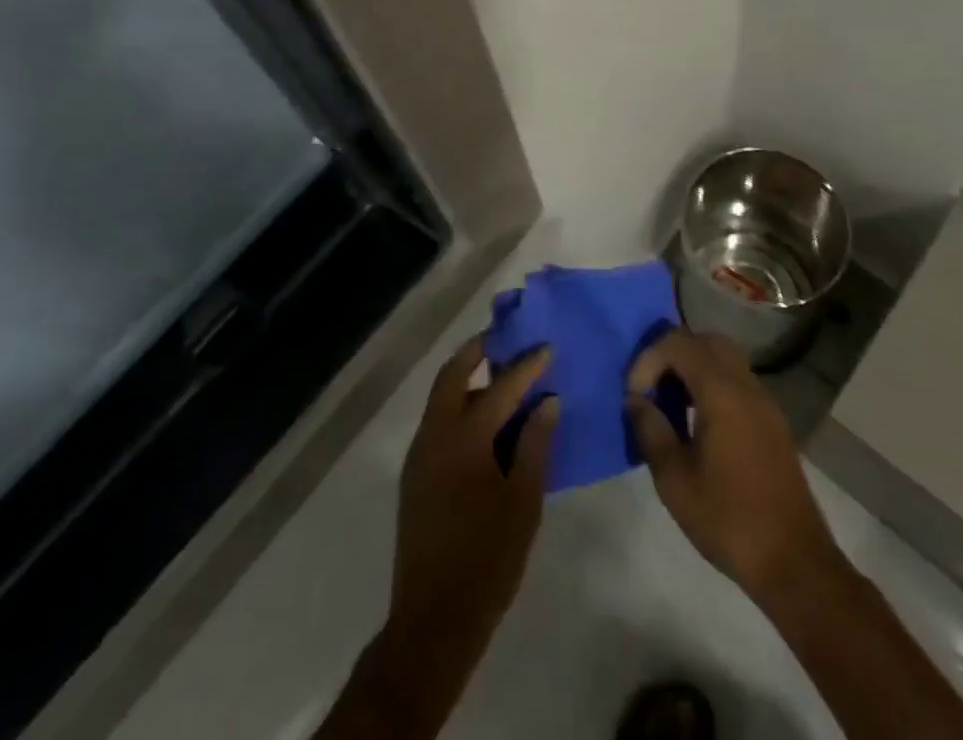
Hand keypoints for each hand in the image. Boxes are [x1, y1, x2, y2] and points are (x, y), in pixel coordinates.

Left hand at [389, 336, 557, 647]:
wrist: (433, 620)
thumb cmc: (487, 560)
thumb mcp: (523, 502)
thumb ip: (536, 446)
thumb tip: (547, 402)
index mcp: (464, 438)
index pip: (500, 388)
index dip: (526, 367)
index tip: (546, 347)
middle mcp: (434, 435)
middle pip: (452, 376)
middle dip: (477, 352)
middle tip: (504, 340)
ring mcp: (419, 454)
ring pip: (440, 398)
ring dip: (466, 379)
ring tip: (498, 377)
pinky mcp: (414, 475)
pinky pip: (437, 423)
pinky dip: (458, 407)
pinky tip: (482, 423)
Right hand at [625, 330, 836, 604]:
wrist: (795, 563)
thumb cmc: (729, 520)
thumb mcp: (674, 480)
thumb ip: (650, 430)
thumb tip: (635, 401)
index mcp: (722, 392)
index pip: (678, 344)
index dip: (648, 360)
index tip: (634, 397)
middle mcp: (746, 385)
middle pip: (705, 341)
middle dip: (671, 354)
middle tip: (651, 387)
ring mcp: (764, 402)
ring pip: (724, 359)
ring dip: (692, 368)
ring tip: (669, 403)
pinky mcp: (772, 422)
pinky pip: (736, 381)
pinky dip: (711, 384)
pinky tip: (697, 421)